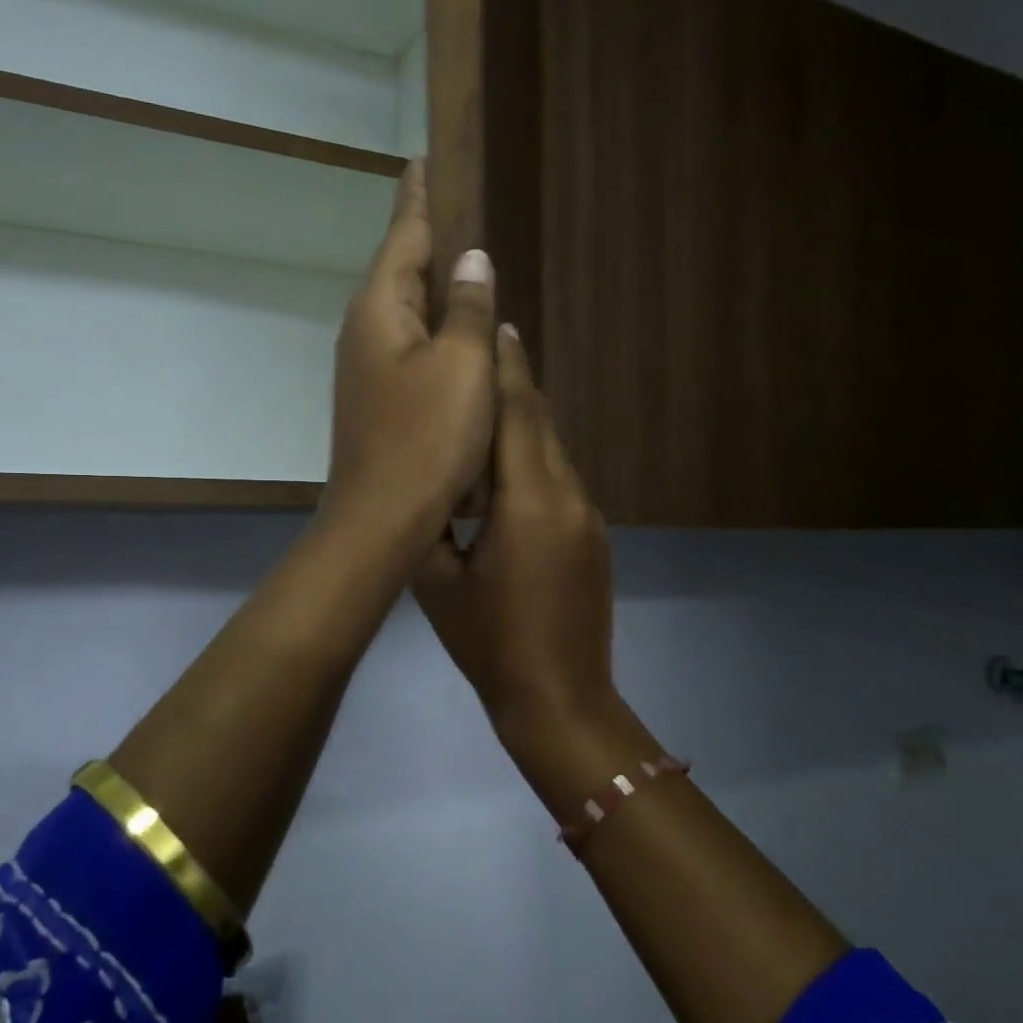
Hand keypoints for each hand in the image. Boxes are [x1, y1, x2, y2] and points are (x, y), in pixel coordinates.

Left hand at [323, 160, 498, 552]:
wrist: (381, 521)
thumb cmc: (426, 440)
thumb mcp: (462, 368)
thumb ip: (470, 309)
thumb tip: (473, 260)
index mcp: (380, 310)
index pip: (404, 235)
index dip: (420, 196)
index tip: (425, 159)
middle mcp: (364, 331)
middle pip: (400, 270)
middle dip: (427, 238)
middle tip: (457, 205)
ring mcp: (366, 369)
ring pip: (406, 313)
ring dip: (433, 289)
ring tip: (466, 265)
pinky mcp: (377, 401)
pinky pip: (411, 349)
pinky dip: (435, 333)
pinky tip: (457, 338)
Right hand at [413, 326, 616, 727]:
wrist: (561, 699)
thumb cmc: (489, 643)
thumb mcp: (438, 583)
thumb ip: (432, 521)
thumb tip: (428, 482)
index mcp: (528, 502)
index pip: (517, 414)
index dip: (505, 366)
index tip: (494, 323)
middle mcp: (567, 495)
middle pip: (540, 422)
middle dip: (514, 382)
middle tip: (485, 346)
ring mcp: (588, 515)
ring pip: (552, 450)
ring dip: (522, 421)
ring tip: (488, 399)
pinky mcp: (594, 536)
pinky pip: (561, 480)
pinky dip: (534, 458)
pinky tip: (507, 469)